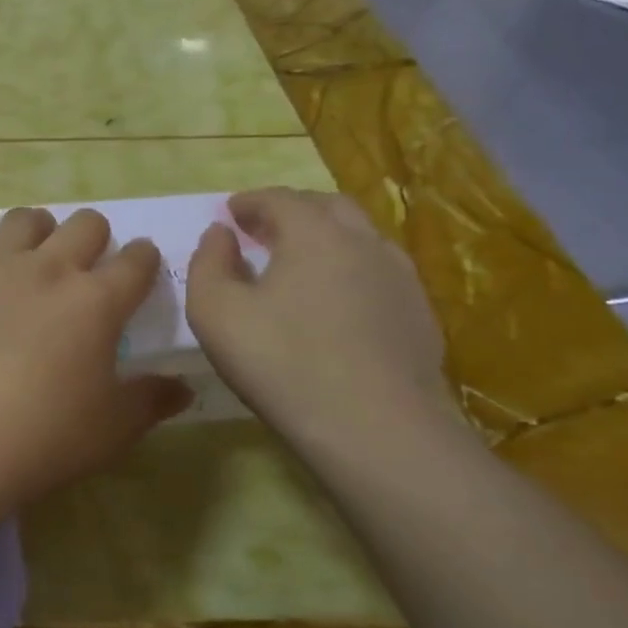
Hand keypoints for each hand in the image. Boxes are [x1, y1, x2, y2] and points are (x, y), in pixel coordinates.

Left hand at [0, 208, 192, 496]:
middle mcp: (49, 270)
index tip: (142, 267)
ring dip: (41, 232)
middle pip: (85, 223)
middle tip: (88, 268)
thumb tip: (183, 388)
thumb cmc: (47, 436)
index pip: (136, 259)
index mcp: (97, 300)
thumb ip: (151, 400)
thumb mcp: (113, 427)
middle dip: (96, 237)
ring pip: (26, 219)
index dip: (145, 259)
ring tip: (37, 262)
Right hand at [185, 189, 451, 449]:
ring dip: (326, 238)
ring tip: (301, 262)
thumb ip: (208, 262)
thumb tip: (219, 234)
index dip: (250, 201)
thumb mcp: (215, 311)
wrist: (375, 428)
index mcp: (314, 233)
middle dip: (292, 210)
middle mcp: (364, 242)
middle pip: (328, 207)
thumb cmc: (281, 361)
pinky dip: (351, 271)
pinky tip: (337, 302)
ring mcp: (401, 278)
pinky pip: (379, 274)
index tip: (231, 211)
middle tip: (264, 228)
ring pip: (361, 239)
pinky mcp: (420, 316)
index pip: (279, 199)